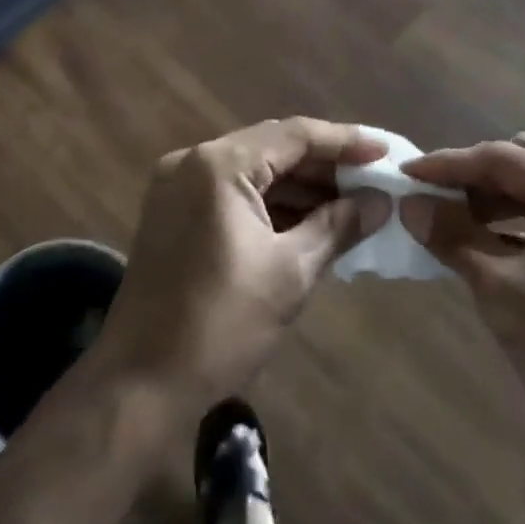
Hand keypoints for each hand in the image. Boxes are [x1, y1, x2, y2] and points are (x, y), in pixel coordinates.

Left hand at [96, 119, 389, 411]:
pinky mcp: (174, 215)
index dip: (345, 142)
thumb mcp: (290, 273)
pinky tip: (312, 222)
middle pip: (273, 148)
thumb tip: (381, 202)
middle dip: (325, 167)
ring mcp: (178, 187)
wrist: (138, 387)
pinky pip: (235, 194)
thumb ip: (339, 225)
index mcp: (218, 165)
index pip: (294, 135)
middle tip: (374, 181)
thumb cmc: (220, 326)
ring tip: (353, 204)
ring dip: (301, 187)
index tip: (386, 152)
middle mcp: (193, 162)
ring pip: (254, 171)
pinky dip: (273, 205)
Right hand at [400, 133, 524, 423]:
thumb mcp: (501, 288)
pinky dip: (512, 227)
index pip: (500, 158)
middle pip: (520, 164)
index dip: (446, 165)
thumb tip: (409, 205)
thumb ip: (453, 237)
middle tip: (426, 198)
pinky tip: (479, 246)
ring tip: (446, 223)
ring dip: (489, 203)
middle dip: (470, 179)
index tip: (402, 173)